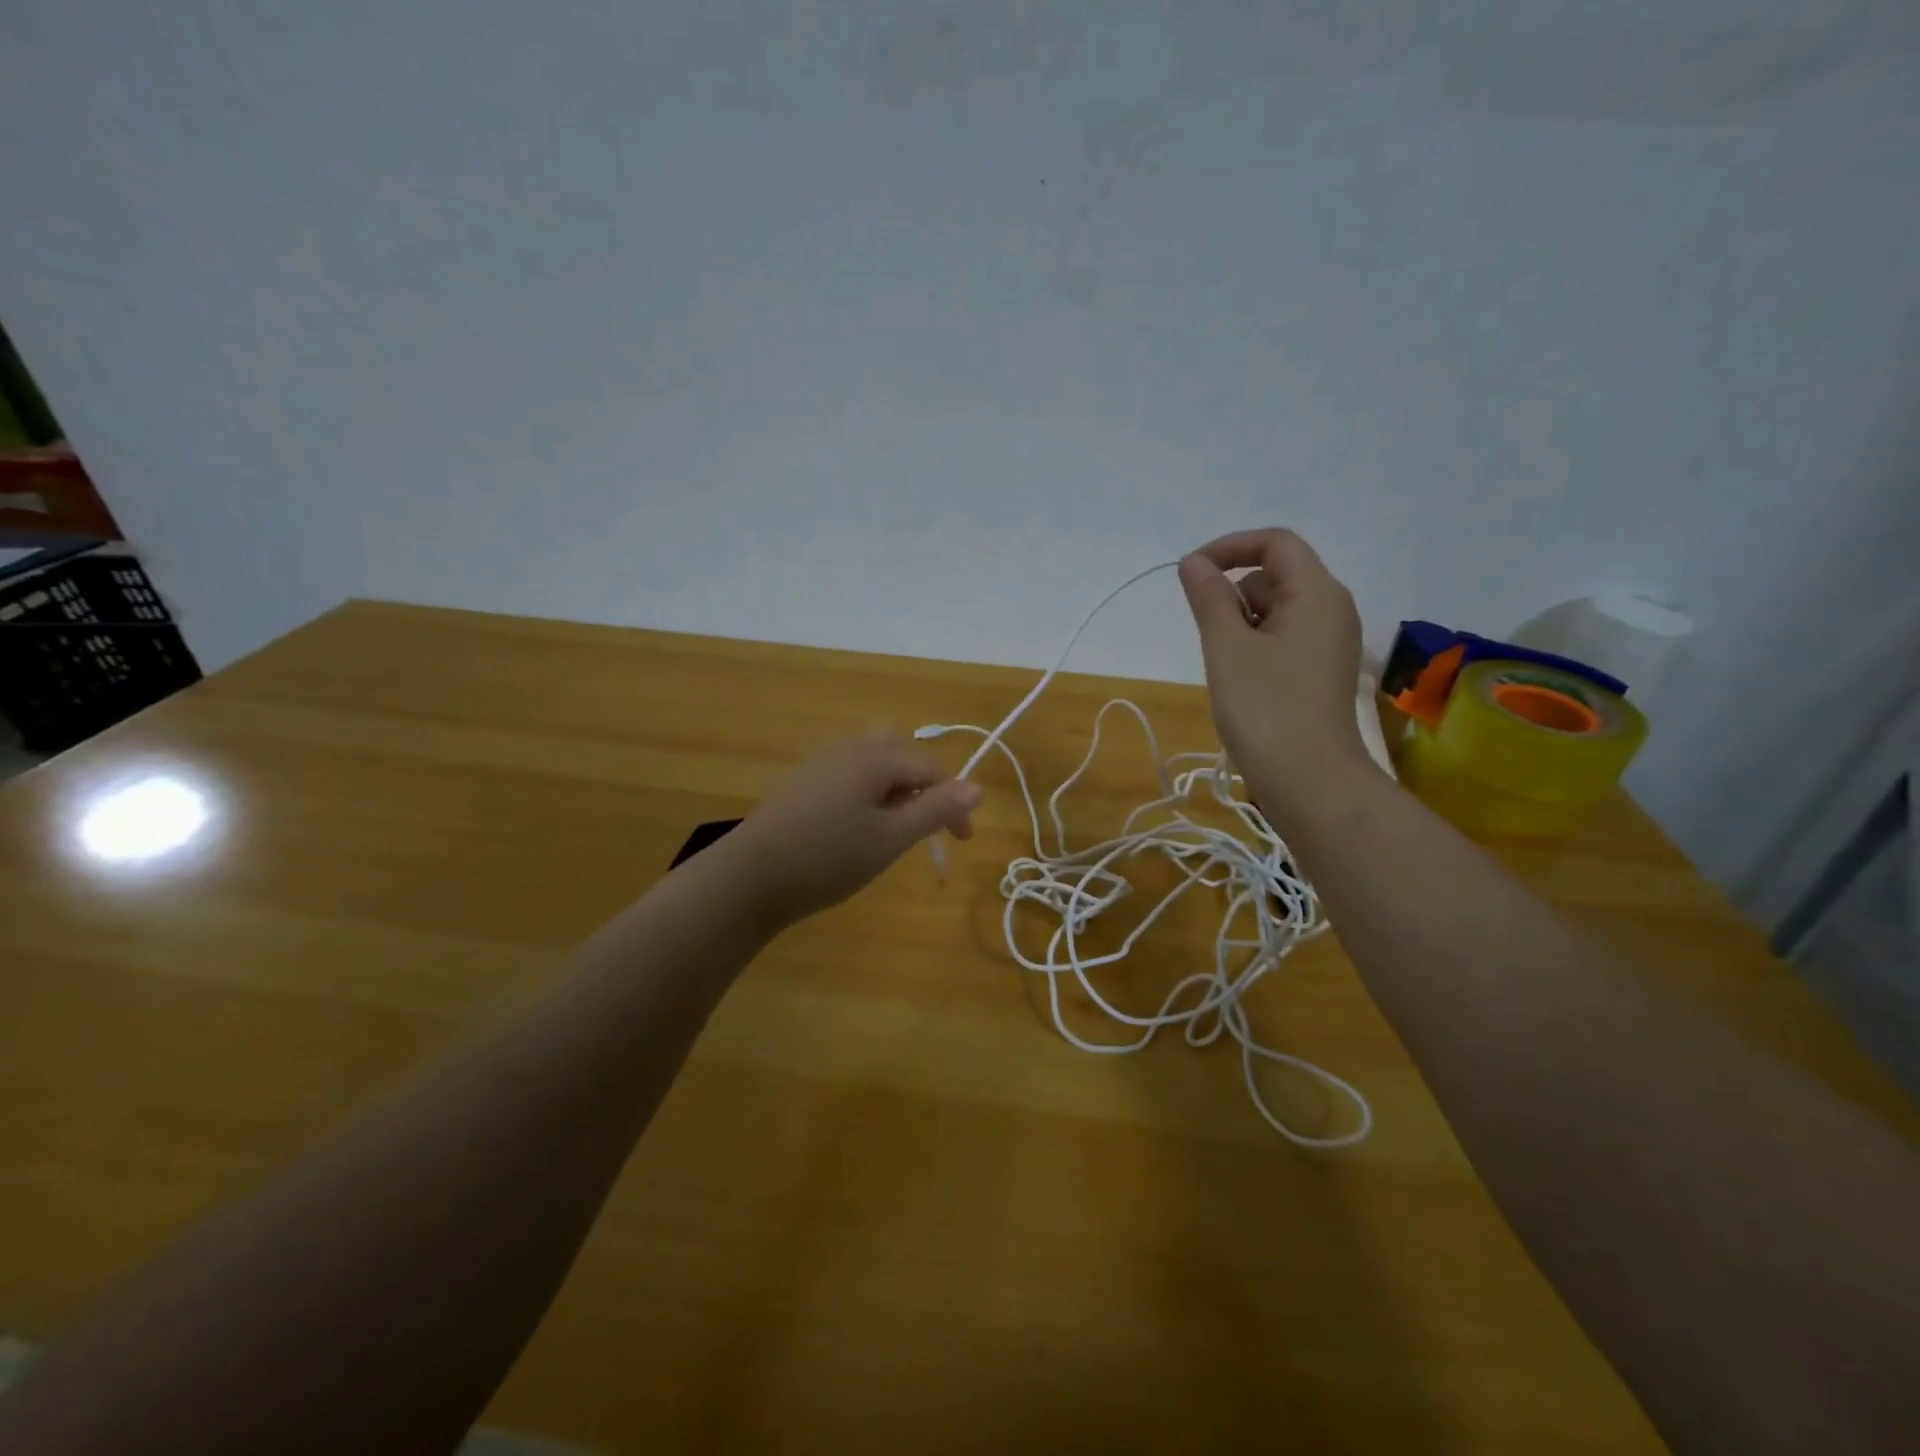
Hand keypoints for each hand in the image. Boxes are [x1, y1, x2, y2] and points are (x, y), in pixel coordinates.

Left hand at [720, 731, 983, 930]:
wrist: (750, 877)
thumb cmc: (828, 858)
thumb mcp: (891, 838)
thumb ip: (936, 810)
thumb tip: (978, 787)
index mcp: (876, 756)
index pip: (931, 770)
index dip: (953, 804)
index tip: (961, 842)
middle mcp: (849, 747)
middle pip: (900, 752)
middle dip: (921, 785)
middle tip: (924, 825)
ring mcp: (820, 761)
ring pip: (872, 761)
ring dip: (893, 787)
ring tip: (892, 828)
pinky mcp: (801, 780)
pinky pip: (847, 773)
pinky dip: (866, 791)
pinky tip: (855, 826)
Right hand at [1178, 528, 1375, 820]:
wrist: (1309, 780)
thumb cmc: (1265, 708)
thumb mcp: (1226, 647)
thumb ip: (1209, 598)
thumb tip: (1193, 563)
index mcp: (1318, 593)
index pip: (1276, 543)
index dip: (1230, 547)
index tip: (1189, 571)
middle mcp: (1332, 609)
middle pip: (1275, 575)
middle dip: (1233, 593)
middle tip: (1208, 635)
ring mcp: (1329, 642)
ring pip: (1275, 610)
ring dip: (1241, 623)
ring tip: (1226, 666)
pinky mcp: (1320, 670)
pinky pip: (1283, 637)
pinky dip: (1255, 645)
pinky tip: (1241, 679)